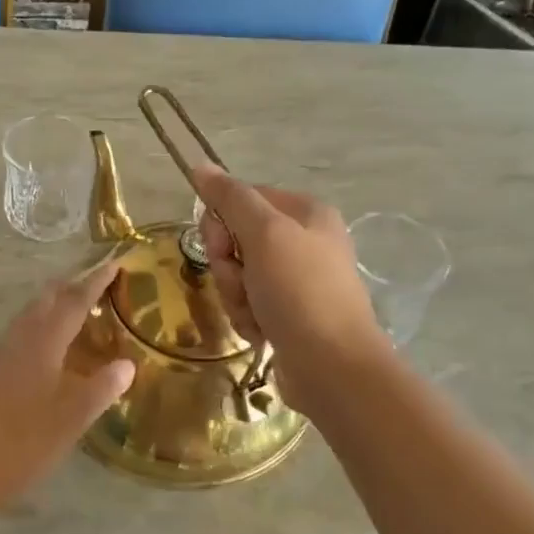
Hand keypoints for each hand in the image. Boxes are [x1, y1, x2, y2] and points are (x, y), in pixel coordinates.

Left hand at [0, 262, 135, 513]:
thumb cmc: (16, 443)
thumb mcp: (68, 421)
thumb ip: (99, 390)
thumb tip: (127, 364)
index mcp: (42, 345)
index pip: (74, 303)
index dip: (95, 282)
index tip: (114, 263)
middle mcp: (18, 341)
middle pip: (45, 301)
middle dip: (70, 287)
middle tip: (94, 282)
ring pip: (29, 318)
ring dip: (52, 307)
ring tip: (73, 311)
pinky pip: (19, 337)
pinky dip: (39, 330)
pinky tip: (44, 353)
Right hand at [191, 165, 385, 413]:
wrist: (333, 368)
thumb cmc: (300, 292)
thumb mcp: (264, 234)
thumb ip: (230, 198)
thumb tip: (200, 166)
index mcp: (305, 213)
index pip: (242, 199)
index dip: (222, 223)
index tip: (222, 246)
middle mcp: (304, 241)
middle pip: (237, 238)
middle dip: (229, 265)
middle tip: (241, 283)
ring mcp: (297, 280)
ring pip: (239, 275)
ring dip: (235, 295)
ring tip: (255, 314)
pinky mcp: (289, 314)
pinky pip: (249, 304)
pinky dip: (248, 318)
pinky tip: (262, 333)